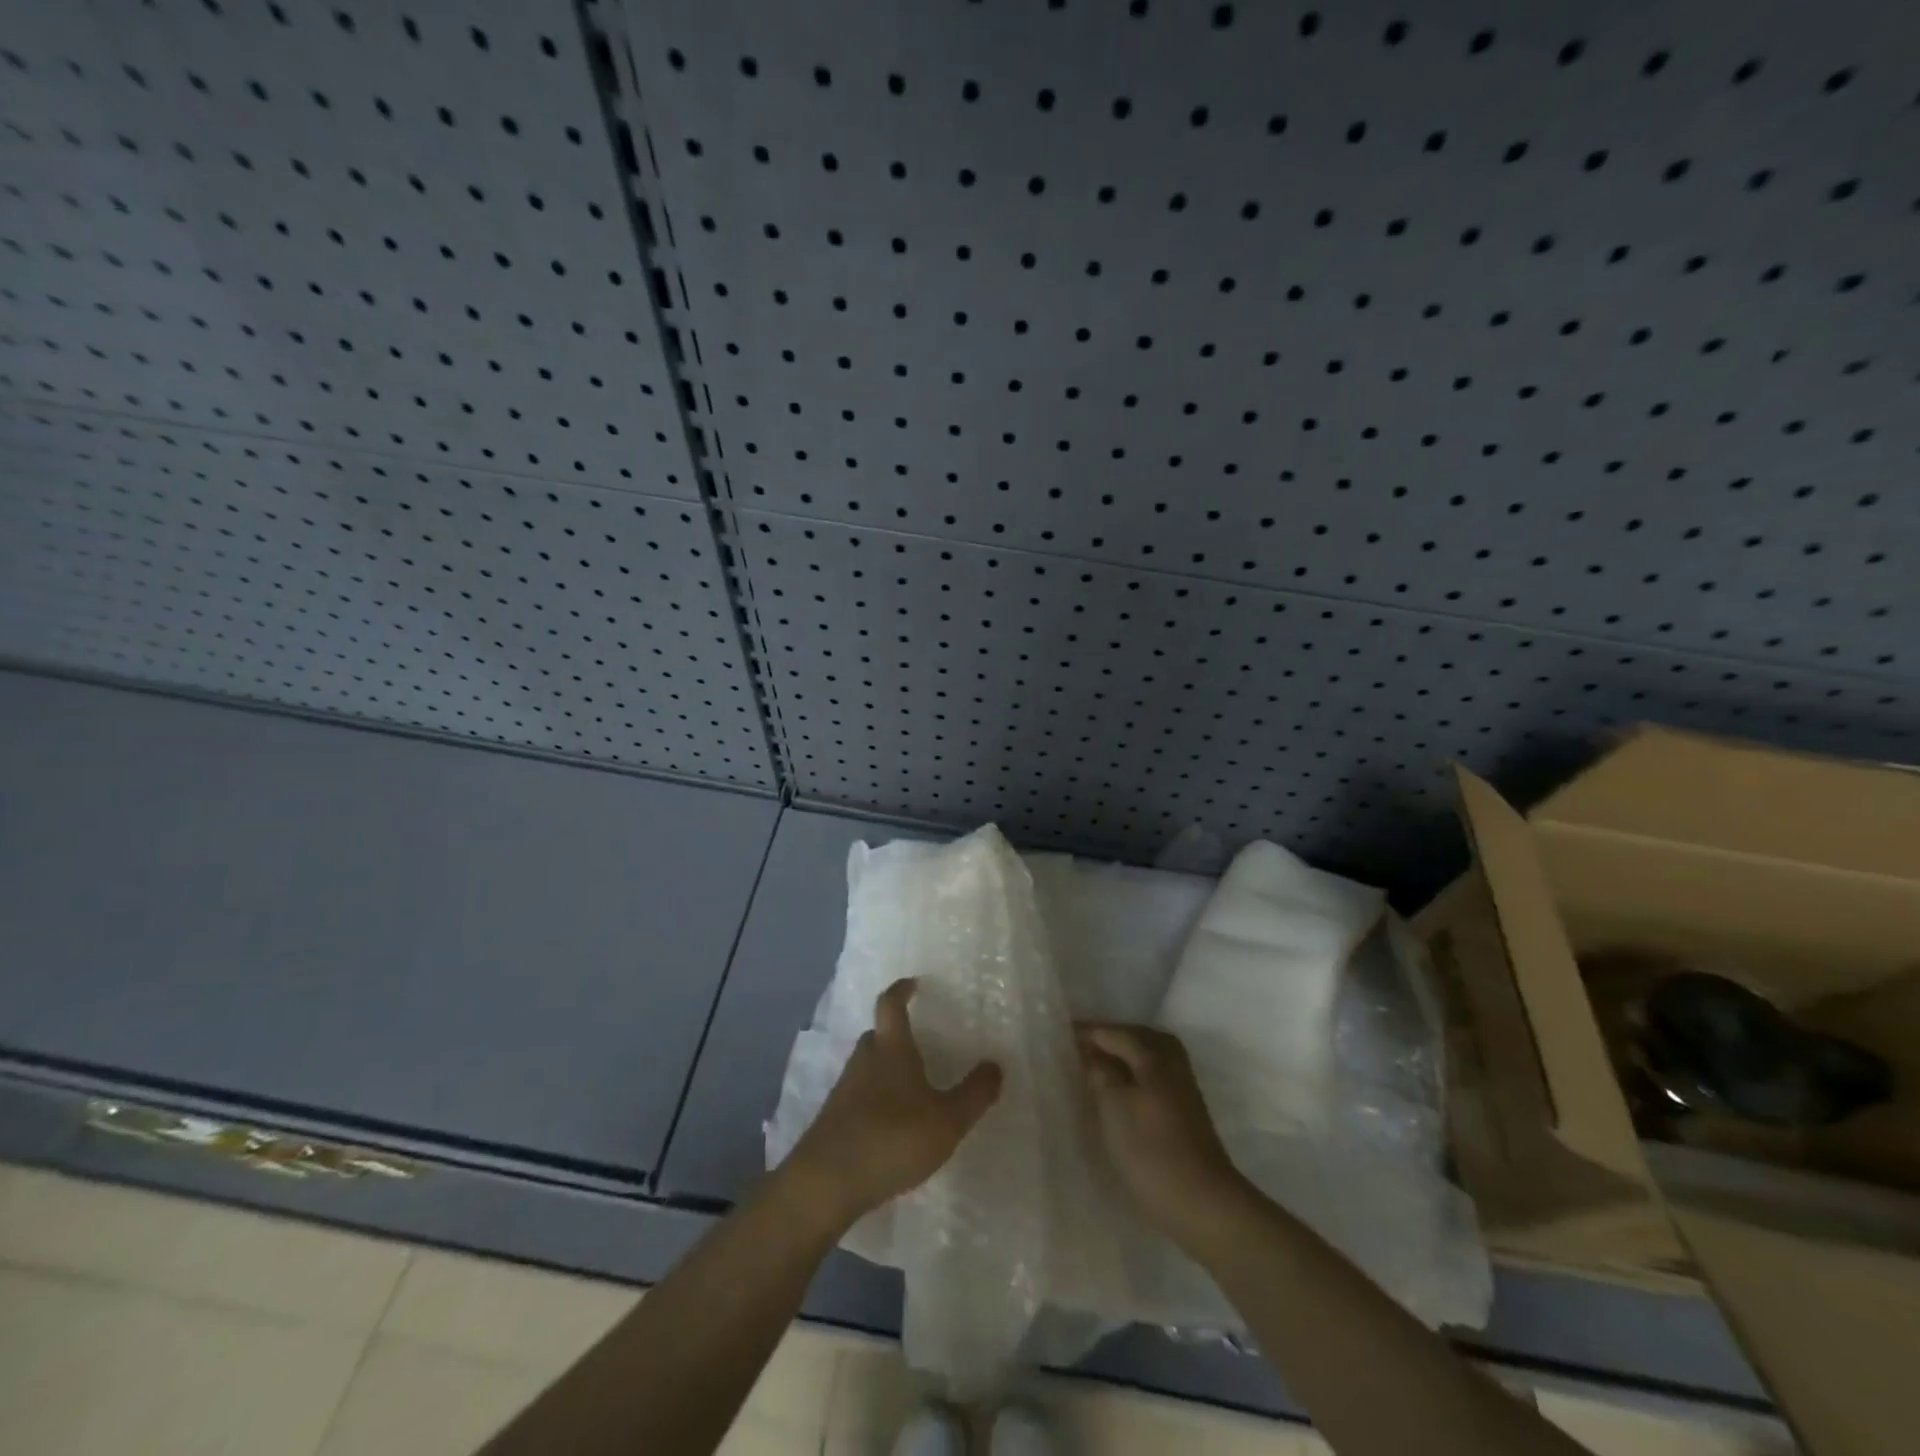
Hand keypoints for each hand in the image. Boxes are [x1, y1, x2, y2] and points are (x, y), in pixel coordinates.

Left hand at [783, 978, 1002, 1233]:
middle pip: (878, 1035)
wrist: (825, 1183)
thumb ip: (974, 1094)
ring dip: (886, 1069)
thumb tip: (996, 1065)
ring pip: (868, 1066)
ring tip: (910, 1087)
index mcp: (891, 1049)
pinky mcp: (834, 1119)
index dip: (901, 990)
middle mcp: (864, 1060)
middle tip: (919, 1043)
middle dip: (896, 1035)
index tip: (912, 983)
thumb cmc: (892, 1138)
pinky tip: (891, 1124)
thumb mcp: (946, 1120)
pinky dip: (875, 1099)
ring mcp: (844, 1089)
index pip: (891, 1005)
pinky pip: (859, 1095)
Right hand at [1076, 1023, 1248, 1246]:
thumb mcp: (1114, 1107)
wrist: (1202, 1201)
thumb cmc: (1151, 1150)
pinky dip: (1131, 1074)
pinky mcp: (1184, 1106)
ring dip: (1119, 1058)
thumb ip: (1099, 1072)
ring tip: (1092, 1068)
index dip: (1085, 1033)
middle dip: (1105, 1041)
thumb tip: (1091, 1053)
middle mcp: (1171, 1059)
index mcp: (1154, 1053)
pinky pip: (1151, 1075)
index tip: (1058, 1035)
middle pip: (1132, 1038)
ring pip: (1143, 1057)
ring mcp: (1181, 1083)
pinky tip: (1116, 1091)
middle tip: (1074, 1049)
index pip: (1113, 1032)